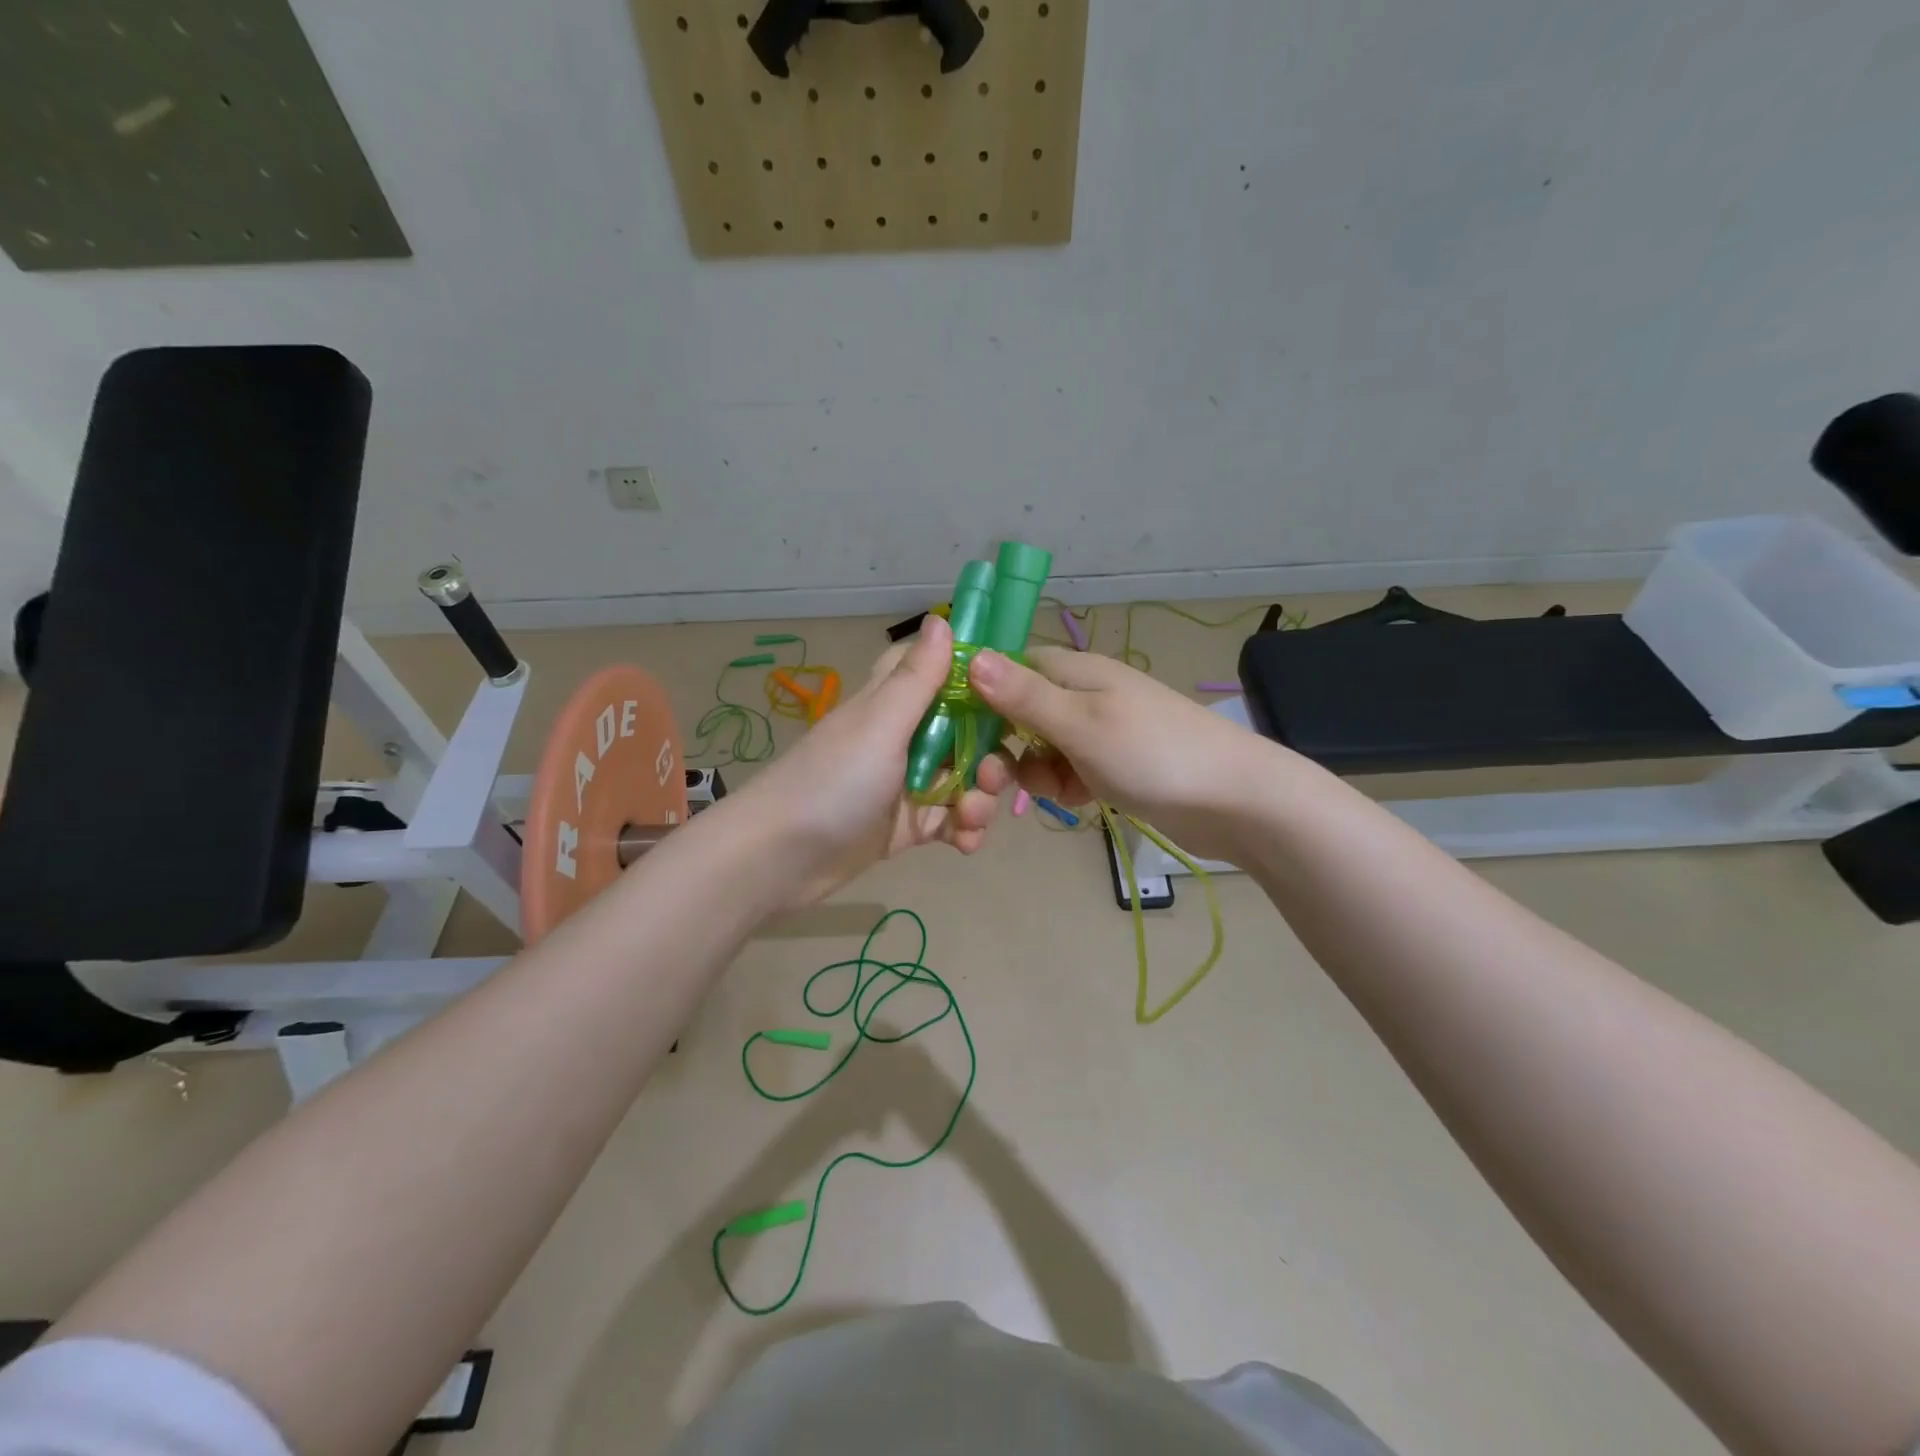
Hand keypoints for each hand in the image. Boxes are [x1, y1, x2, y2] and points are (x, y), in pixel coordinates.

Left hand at [723, 615, 1011, 905]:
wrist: (780, 860)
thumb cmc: (832, 782)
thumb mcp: (879, 725)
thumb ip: (916, 678)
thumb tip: (942, 618)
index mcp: (896, 704)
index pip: (943, 672)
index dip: (978, 678)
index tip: (1015, 692)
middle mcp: (906, 738)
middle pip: (968, 732)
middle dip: (991, 755)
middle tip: (992, 778)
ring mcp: (908, 783)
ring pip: (965, 779)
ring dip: (979, 799)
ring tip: (970, 821)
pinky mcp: (908, 825)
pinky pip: (951, 820)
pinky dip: (964, 830)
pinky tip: (965, 844)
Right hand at [968, 646, 1275, 859]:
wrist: (1234, 801)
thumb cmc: (1152, 754)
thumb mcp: (1080, 724)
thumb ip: (1024, 695)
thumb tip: (970, 656)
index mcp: (1074, 671)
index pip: (1009, 669)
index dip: (981, 697)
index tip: (959, 735)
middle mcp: (1083, 694)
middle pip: (1020, 713)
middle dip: (1006, 746)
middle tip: (997, 782)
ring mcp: (1100, 730)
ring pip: (1042, 747)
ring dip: (1036, 772)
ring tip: (1057, 792)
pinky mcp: (1113, 764)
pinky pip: (1069, 770)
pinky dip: (1066, 785)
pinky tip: (1079, 801)